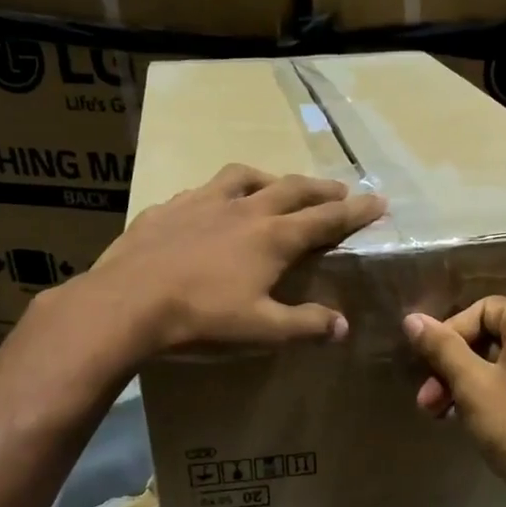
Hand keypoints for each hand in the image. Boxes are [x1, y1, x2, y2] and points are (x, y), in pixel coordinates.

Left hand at [92, 163, 385, 356]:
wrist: (127, 303)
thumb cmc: (201, 318)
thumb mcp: (261, 330)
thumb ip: (304, 325)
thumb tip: (342, 326)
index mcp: (272, 237)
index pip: (326, 219)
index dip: (356, 211)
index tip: (379, 201)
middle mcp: (243, 209)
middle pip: (292, 189)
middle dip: (321, 189)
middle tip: (339, 191)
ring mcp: (202, 202)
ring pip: (244, 176)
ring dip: (269, 178)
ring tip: (276, 186)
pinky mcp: (167, 208)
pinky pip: (202, 191)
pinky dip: (220, 194)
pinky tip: (211, 206)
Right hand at [403, 297, 505, 506]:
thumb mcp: (471, 384)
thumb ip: (441, 347)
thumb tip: (412, 318)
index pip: (482, 310)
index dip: (449, 334)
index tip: (427, 367)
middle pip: (492, 336)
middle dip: (453, 365)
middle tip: (427, 400)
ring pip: (504, 363)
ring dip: (466, 384)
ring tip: (441, 415)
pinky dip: (492, 395)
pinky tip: (470, 422)